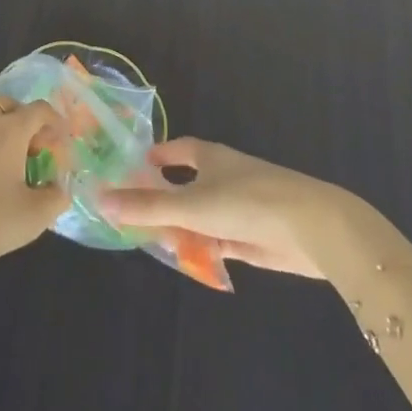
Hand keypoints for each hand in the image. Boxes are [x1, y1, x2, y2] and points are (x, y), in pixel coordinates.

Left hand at [0, 98, 65, 280]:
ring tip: (11, 170)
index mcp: (11, 129)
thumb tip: (59, 187)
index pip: (40, 109)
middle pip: (11, 107)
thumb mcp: (34, 215)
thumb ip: (56, 197)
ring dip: (4, 136)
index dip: (56, 122)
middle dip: (27, 123)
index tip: (62, 144)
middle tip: (34, 151)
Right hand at [98, 138, 352, 278]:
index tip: (130, 168)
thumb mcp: (191, 204)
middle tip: (131, 215)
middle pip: (185, 185)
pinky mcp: (251, 237)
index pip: (175, 150)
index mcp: (209, 157)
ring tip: (151, 242)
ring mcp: (238, 208)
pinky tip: (185, 259)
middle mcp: (222, 177)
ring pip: (200, 216)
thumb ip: (147, 206)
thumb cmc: (247, 202)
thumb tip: (100, 198)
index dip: (155, 158)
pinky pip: (216, 240)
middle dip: (162, 199)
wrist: (311, 228)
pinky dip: (200, 247)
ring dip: (180, 228)